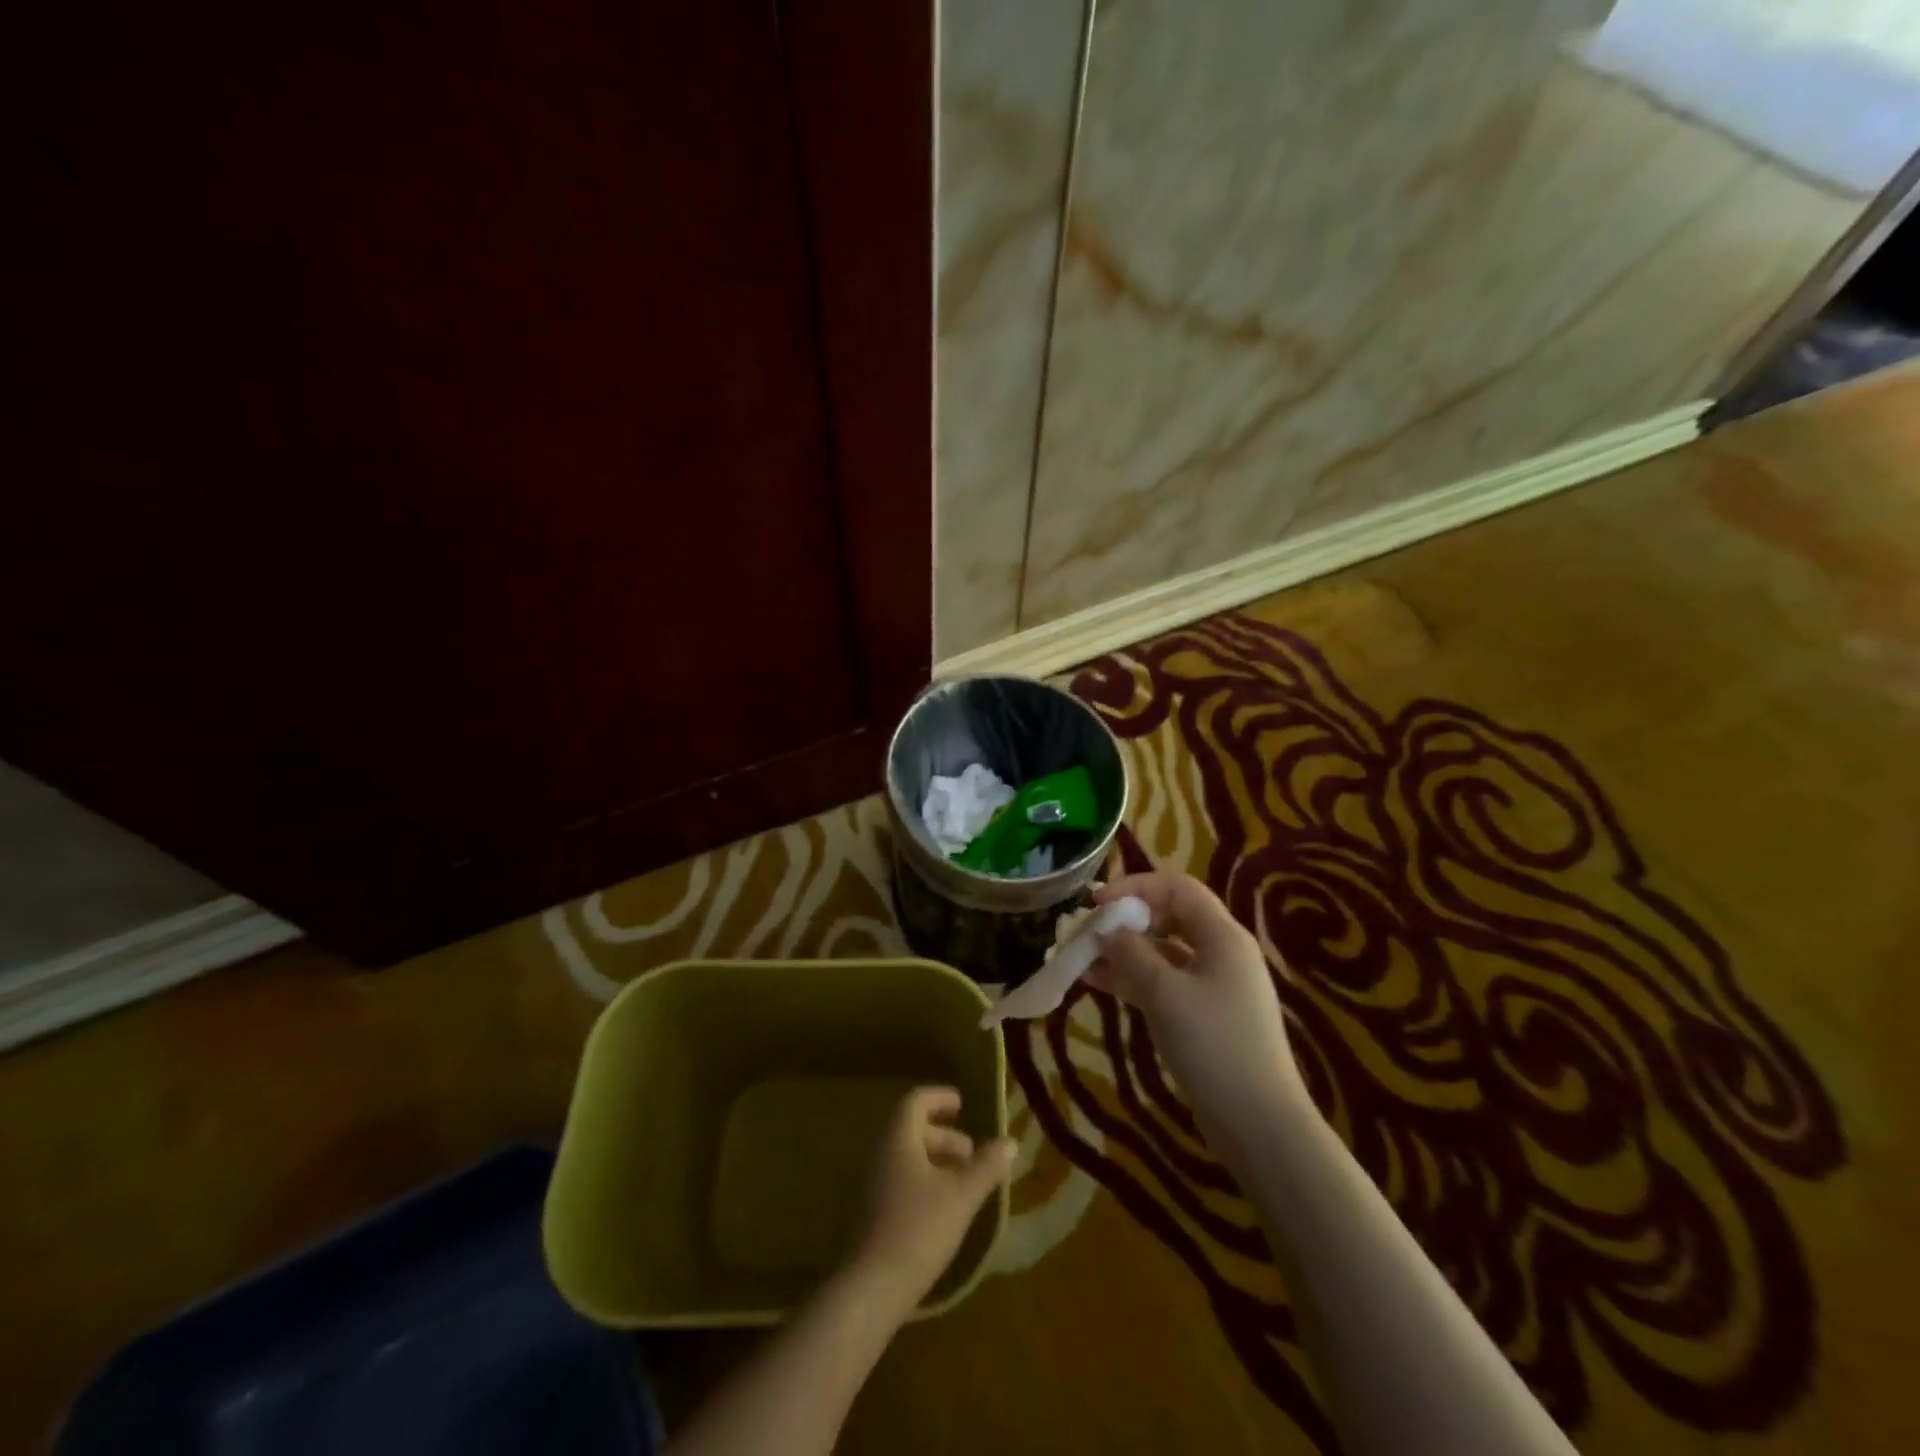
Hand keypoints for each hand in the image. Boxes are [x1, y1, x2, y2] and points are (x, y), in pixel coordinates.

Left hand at [849, 1086, 1014, 1315]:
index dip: (940, 1097)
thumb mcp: (962, 1196)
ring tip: (965, 1185)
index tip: (963, 1104)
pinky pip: (901, 1181)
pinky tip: (945, 1210)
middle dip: (946, 1137)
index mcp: (898, 1138)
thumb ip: (987, 1166)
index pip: (916, 1101)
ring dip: (937, 1162)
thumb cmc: (919, 1229)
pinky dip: (925, 1182)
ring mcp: (873, 1185)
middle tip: (973, 1155)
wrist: (871, 1289)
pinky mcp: (872, 1213)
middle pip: (913, 1129)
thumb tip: (1011, 1141)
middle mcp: (881, 1154)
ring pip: (908, 1158)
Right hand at [1086, 872, 1307, 1159]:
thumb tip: (1105, 929)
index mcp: (1222, 936)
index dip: (1135, 887)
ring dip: (1125, 952)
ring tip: (1082, 961)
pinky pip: (1166, 982)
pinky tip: (1101, 985)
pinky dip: (1135, 979)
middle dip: (1126, 921)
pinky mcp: (1207, 1015)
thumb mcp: (1164, 994)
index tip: (1096, 904)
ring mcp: (1216, 986)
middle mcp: (1222, 952)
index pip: (1177, 888)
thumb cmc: (1214, 1047)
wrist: (1261, 1125)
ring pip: (1164, 952)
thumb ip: (1131, 954)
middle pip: (1170, 917)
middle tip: (1087, 933)